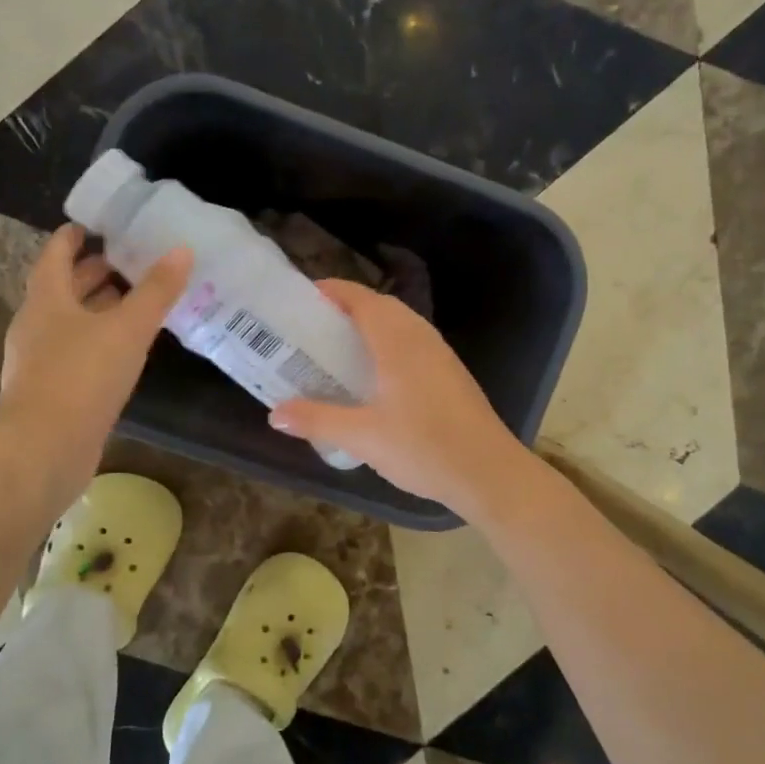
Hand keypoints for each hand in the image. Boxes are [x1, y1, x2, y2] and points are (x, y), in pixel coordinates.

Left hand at [0, 225, 190, 509]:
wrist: (44, 449)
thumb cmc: (82, 376)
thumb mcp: (127, 328)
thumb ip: (156, 291)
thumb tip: (181, 250)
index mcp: (47, 300)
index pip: (56, 255)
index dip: (74, 238)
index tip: (97, 226)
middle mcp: (37, 326)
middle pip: (63, 290)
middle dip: (92, 274)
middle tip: (127, 262)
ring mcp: (40, 361)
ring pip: (70, 324)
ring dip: (97, 310)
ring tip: (133, 305)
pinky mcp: (51, 392)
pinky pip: (76, 355)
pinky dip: (99, 344)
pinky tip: (125, 353)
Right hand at [268, 279, 531, 516]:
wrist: (489, 473)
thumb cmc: (424, 448)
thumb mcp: (362, 437)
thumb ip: (317, 420)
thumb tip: (275, 414)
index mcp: (397, 341)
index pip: (360, 298)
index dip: (330, 291)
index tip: (300, 300)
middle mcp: (420, 338)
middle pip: (379, 306)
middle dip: (345, 309)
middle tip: (311, 330)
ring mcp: (440, 355)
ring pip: (399, 325)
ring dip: (368, 327)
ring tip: (337, 351)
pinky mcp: (450, 374)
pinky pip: (412, 344)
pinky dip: (387, 345)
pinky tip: (374, 378)